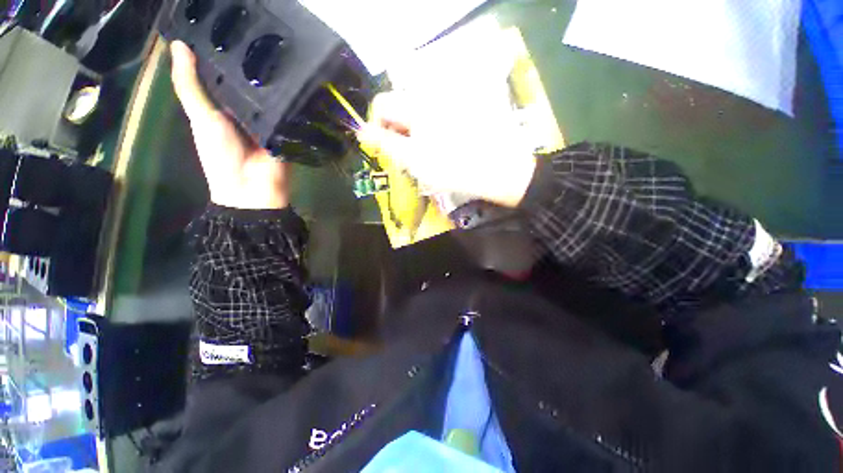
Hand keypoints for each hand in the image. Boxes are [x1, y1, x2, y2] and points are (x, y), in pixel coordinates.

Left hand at [170, 40, 288, 209]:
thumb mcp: (201, 118)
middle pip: (251, 81)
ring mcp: (270, 119)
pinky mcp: (288, 129)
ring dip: (276, 78)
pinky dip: (292, 98)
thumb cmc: (221, 155)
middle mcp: (248, 108)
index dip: (227, 50)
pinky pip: (290, 111)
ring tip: (285, 46)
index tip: (236, 24)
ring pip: (272, 94)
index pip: (226, 72)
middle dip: (256, 60)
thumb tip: (178, 45)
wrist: (254, 188)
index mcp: (224, 103)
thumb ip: (191, 86)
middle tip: (266, 30)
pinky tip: (298, 78)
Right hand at [357, 90, 535, 207]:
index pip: (382, 103)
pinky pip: (436, 120)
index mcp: (417, 104)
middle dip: (397, 133)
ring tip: (426, 158)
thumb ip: (386, 143)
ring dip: (414, 136)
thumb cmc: (455, 168)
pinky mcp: (464, 111)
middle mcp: (432, 96)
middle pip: (401, 109)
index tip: (387, 150)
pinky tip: (441, 151)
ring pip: (418, 116)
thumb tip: (362, 131)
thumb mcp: (414, 160)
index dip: (378, 127)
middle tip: (408, 159)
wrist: (501, 170)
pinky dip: (431, 135)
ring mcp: (450, 103)